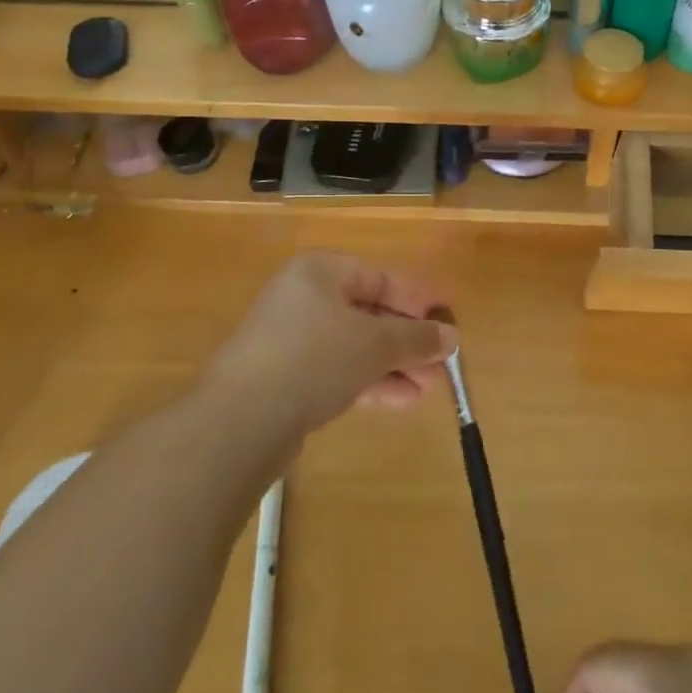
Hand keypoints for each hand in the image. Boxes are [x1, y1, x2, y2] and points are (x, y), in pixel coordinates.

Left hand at [203, 252, 458, 436]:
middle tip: (441, 365)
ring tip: (428, 389)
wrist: (240, 420)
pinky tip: (401, 401)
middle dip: (408, 341)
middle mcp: (303, 297)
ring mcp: (291, 338)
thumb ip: (416, 337)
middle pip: (369, 313)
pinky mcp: (285, 376)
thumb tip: (451, 336)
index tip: (448, 325)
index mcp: (320, 272)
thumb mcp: (374, 344)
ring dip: (393, 365)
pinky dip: (368, 381)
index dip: (418, 301)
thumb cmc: (314, 359)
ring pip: (355, 345)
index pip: (381, 277)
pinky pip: (337, 369)